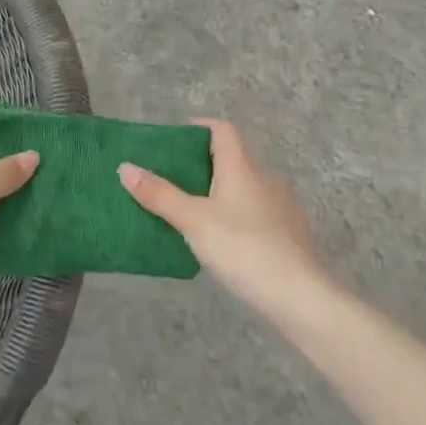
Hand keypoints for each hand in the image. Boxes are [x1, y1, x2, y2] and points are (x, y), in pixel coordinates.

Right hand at [119, 119, 323, 315]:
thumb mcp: (193, 221)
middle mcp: (265, 178)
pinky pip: (254, 211)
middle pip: (231, 158)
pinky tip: (219, 239)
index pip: (222, 130)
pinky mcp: (288, 233)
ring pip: (243, 187)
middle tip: (169, 178)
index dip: (198, 127)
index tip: (172, 140)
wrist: (300, 297)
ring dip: (217, 191)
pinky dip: (233, 214)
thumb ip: (159, 194)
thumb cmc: (243, 249)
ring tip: (188, 210)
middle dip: (200, 164)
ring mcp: (281, 206)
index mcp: (242, 167)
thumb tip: (125, 167)